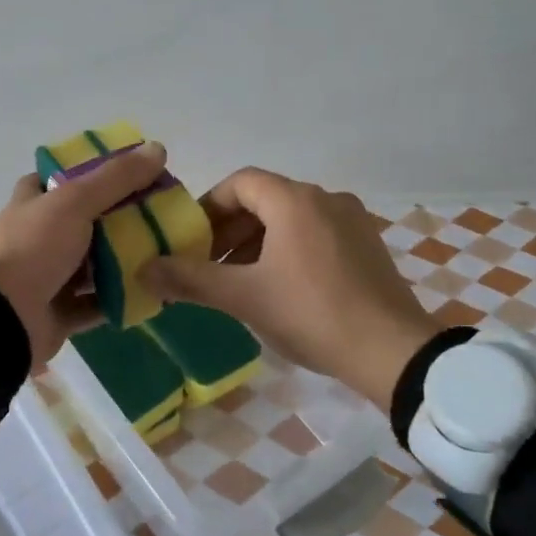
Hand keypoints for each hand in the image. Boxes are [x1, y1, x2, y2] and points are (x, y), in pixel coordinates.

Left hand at [0, 141, 170, 366]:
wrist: (0, 318)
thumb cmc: (33, 249)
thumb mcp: (75, 202)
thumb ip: (115, 178)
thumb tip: (158, 147)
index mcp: (32, 205)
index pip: (58, 180)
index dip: (89, 173)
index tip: (128, 173)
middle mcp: (37, 238)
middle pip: (82, 223)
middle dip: (118, 219)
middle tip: (159, 214)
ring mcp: (46, 278)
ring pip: (91, 265)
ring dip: (123, 261)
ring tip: (164, 252)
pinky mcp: (58, 313)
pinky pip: (96, 304)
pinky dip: (120, 299)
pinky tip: (153, 292)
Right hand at [140, 168, 435, 408]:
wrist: (393, 352)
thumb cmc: (311, 314)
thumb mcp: (245, 297)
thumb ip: (191, 279)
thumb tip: (142, 270)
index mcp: (294, 200)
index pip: (239, 183)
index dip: (208, 206)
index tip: (191, 240)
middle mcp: (325, 198)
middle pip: (265, 199)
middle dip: (231, 229)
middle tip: (210, 264)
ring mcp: (352, 220)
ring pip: (291, 218)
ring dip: (259, 241)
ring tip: (241, 280)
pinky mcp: (368, 245)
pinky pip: (316, 233)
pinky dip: (289, 249)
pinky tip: (282, 287)